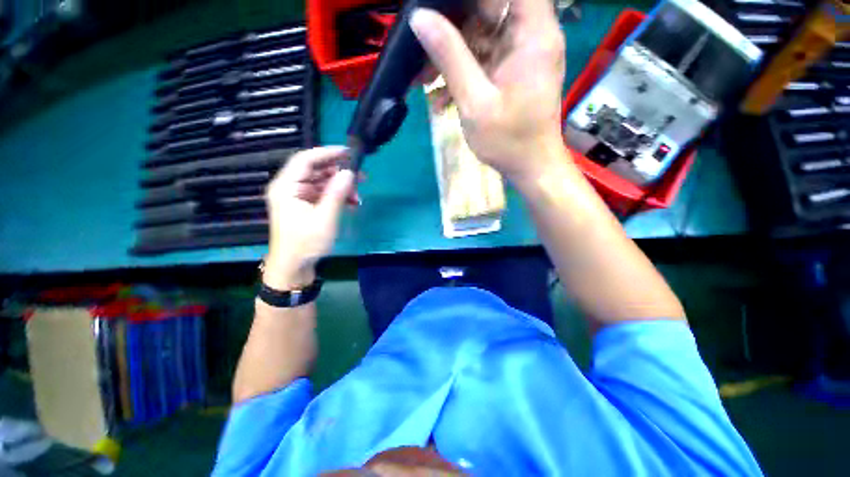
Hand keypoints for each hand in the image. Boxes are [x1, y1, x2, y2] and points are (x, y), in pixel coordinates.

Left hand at [264, 147, 356, 288]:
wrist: (294, 267)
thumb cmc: (306, 243)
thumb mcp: (325, 218)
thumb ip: (337, 194)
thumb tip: (349, 173)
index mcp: (286, 187)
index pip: (305, 160)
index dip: (327, 153)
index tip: (348, 153)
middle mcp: (290, 188)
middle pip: (315, 170)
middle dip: (339, 173)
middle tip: (361, 176)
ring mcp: (298, 197)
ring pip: (322, 182)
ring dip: (341, 187)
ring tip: (358, 194)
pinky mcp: (305, 206)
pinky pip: (323, 194)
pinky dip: (337, 196)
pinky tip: (352, 203)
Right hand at [410, 0, 566, 182]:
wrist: (530, 167)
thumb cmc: (508, 141)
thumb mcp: (475, 102)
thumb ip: (450, 58)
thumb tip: (420, 19)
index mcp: (533, 33)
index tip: (443, 10)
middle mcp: (532, 35)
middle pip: (490, 8)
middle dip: (452, 26)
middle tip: (423, 48)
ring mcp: (521, 55)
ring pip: (482, 36)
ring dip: (451, 55)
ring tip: (424, 79)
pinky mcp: (512, 72)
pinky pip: (484, 61)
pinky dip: (462, 74)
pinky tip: (440, 98)